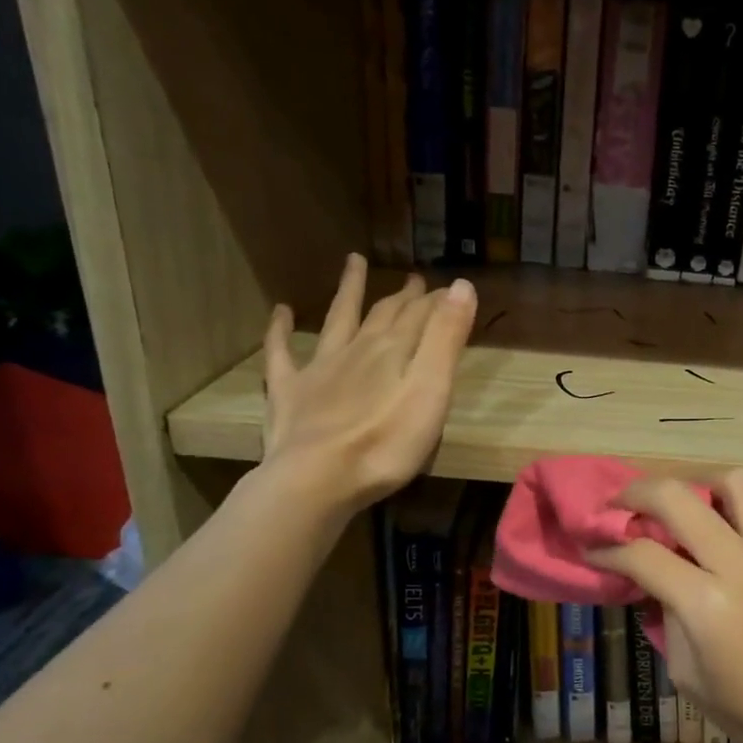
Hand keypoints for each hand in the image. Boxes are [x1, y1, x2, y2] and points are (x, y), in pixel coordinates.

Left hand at [259, 255, 475, 511]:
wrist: (318, 479)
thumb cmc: (387, 443)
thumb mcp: (431, 390)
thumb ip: (446, 339)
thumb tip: (461, 285)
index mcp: (393, 351)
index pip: (420, 315)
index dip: (438, 300)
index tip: (452, 287)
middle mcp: (356, 349)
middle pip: (383, 315)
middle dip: (402, 297)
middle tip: (415, 280)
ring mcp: (319, 369)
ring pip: (337, 320)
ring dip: (347, 291)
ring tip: (353, 263)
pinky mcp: (289, 393)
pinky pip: (281, 353)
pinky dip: (281, 330)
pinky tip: (281, 312)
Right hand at [588, 468, 742, 742]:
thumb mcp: (689, 678)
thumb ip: (669, 622)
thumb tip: (658, 587)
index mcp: (707, 604)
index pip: (643, 555)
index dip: (607, 550)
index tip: (592, 550)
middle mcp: (740, 564)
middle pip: (678, 497)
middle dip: (637, 494)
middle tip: (621, 506)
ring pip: (736, 482)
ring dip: (701, 486)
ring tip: (688, 508)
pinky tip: (734, 527)